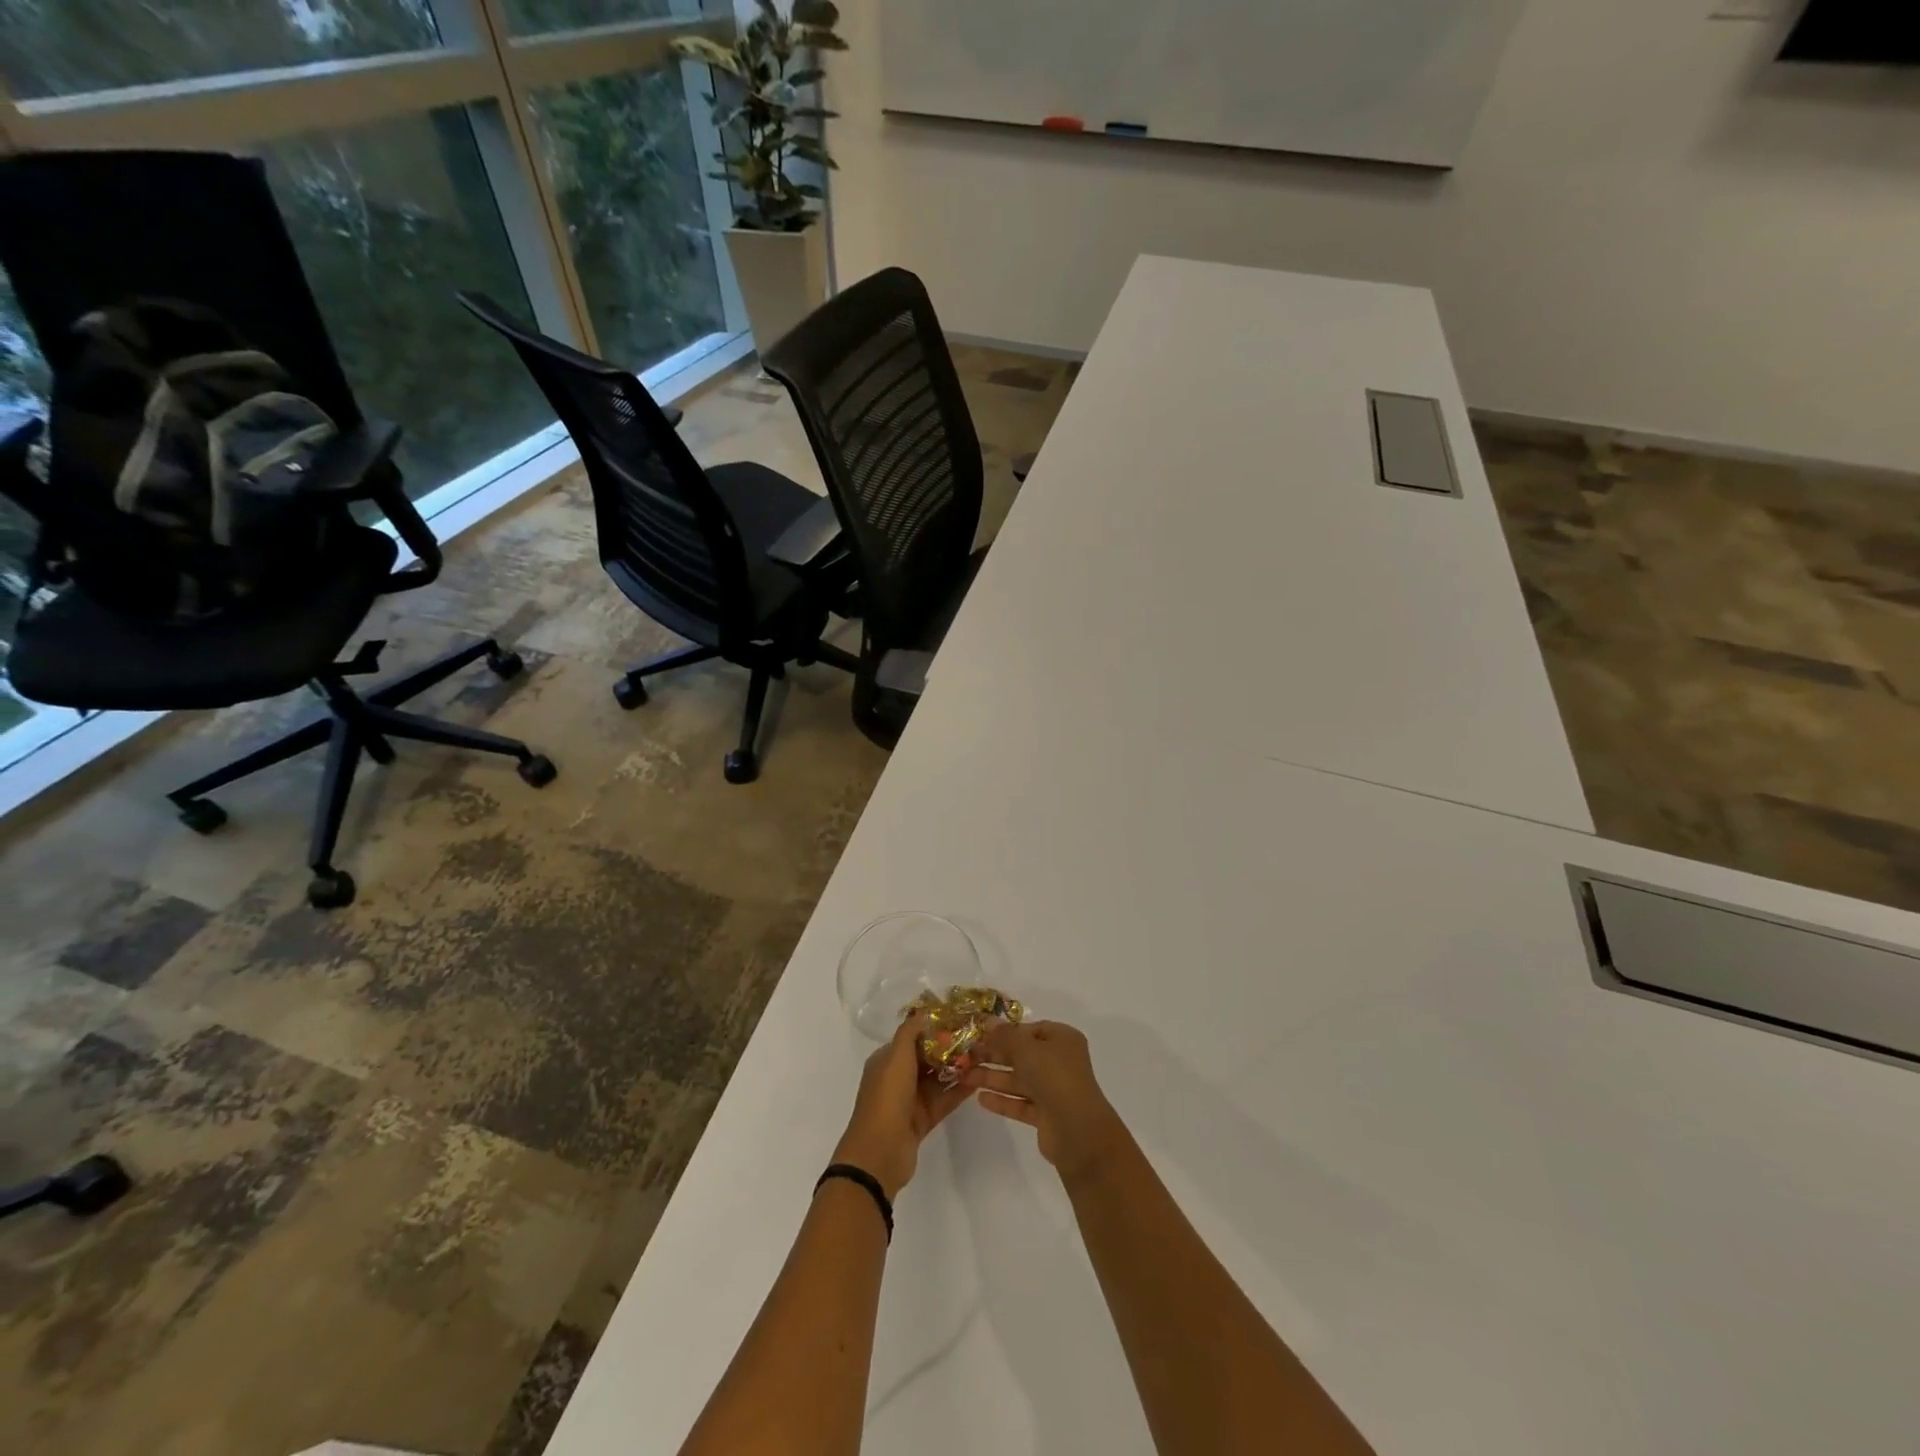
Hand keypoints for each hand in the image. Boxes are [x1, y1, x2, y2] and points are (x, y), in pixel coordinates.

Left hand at [833, 1017, 972, 1199]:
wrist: (880, 1152)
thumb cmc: (887, 1097)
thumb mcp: (896, 1057)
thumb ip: (910, 1032)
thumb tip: (923, 1012)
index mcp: (887, 1061)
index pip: (912, 1038)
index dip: (933, 1029)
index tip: (959, 1020)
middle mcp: (897, 1078)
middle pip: (927, 1058)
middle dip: (949, 1049)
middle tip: (977, 1038)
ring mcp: (910, 1100)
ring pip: (937, 1079)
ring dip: (957, 1069)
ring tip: (982, 1057)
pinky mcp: (923, 1120)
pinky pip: (944, 1100)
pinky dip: (958, 1091)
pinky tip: (978, 1081)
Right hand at [961, 1021, 1128, 1183]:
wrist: (1077, 1130)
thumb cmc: (1054, 1077)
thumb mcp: (1026, 1048)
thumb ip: (1004, 1036)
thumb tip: (987, 1021)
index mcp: (1062, 1040)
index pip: (1030, 1030)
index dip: (1006, 1032)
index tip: (980, 1035)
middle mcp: (1059, 1062)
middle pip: (1022, 1055)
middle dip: (994, 1055)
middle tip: (966, 1056)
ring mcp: (1053, 1089)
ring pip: (1019, 1080)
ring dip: (993, 1078)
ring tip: (965, 1077)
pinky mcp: (1046, 1115)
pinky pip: (1020, 1102)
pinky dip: (1002, 1100)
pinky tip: (980, 1099)